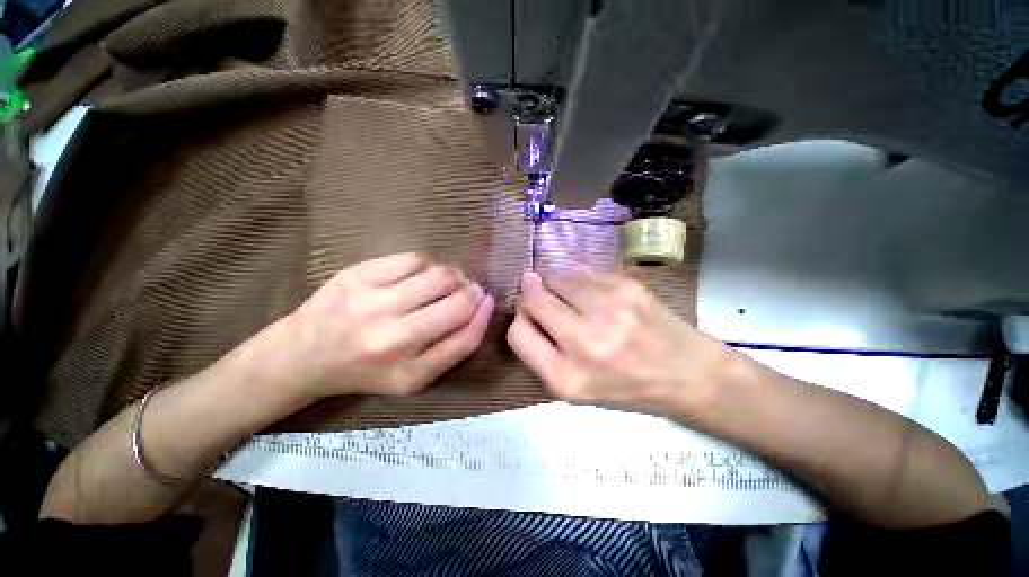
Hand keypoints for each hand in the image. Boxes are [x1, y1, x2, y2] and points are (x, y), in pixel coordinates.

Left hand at [282, 253, 493, 398]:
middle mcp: (392, 338)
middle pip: (458, 302)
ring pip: (439, 275)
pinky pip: (413, 259)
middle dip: (471, 292)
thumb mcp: (413, 376)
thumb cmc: (366, 370)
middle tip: (467, 290)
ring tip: (445, 282)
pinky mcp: (356, 275)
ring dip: (453, 276)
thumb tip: (482, 306)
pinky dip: (427, 265)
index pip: (467, 338)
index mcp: (409, 372)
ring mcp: (372, 302)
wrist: (302, 356)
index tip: (487, 301)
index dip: (484, 314)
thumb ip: (453, 347)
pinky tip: (420, 274)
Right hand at [507, 272, 729, 417]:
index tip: (529, 315)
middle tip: (540, 293)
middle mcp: (585, 342)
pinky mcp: (628, 286)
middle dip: (531, 293)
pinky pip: (582, 272)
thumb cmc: (626, 387)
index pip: (517, 333)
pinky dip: (579, 279)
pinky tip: (594, 293)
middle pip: (533, 299)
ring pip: (556, 279)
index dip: (520, 320)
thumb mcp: (576, 388)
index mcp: (567, 378)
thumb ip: (542, 353)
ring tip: (572, 297)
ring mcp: (609, 309)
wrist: (688, 374)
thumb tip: (525, 307)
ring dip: (556, 285)